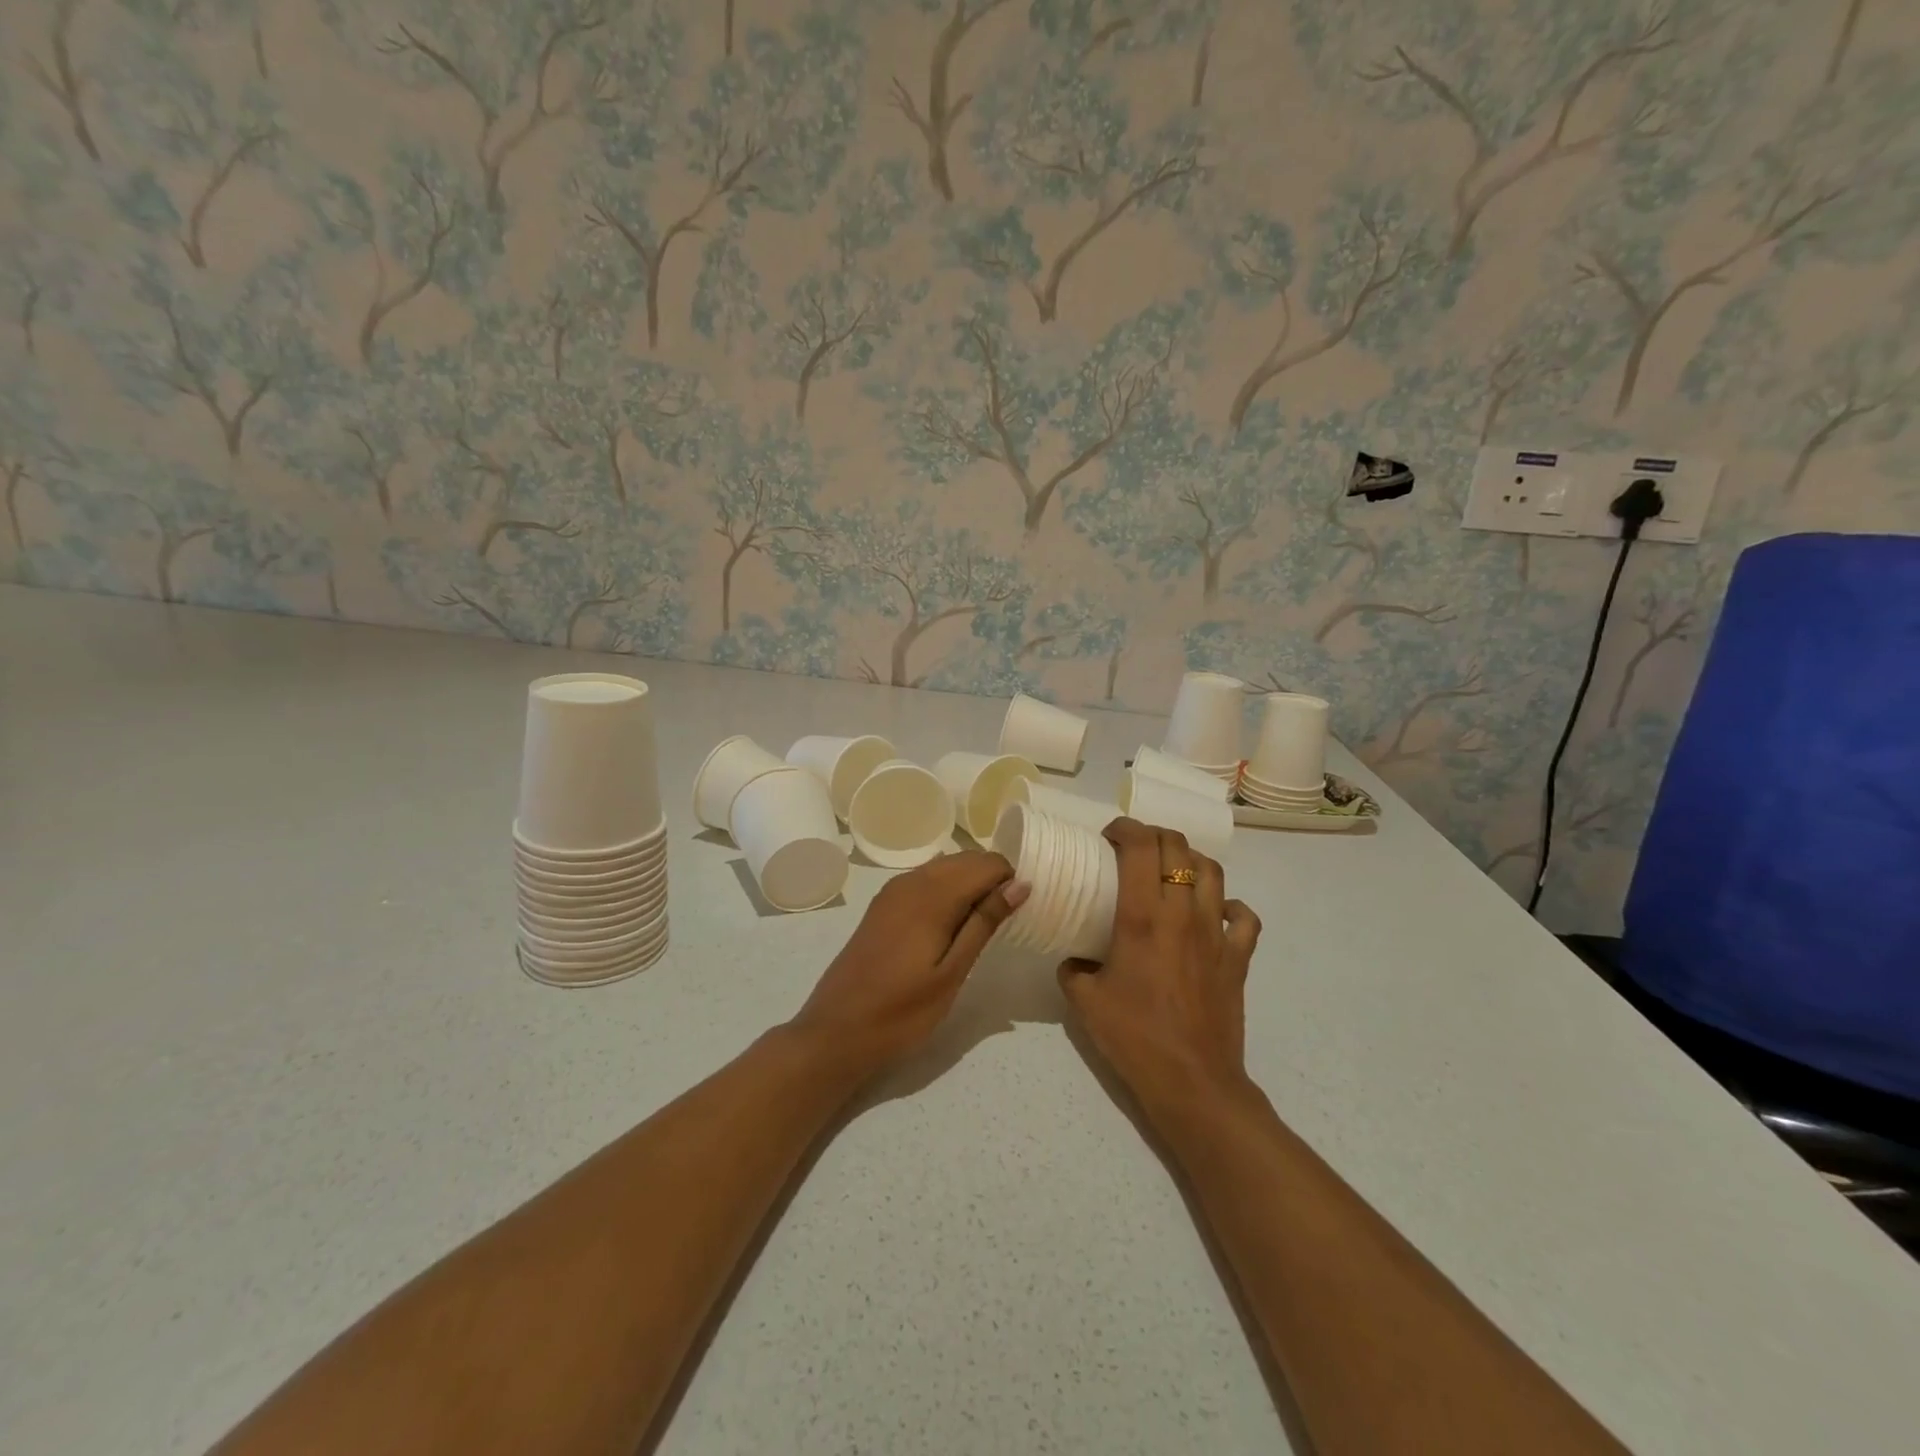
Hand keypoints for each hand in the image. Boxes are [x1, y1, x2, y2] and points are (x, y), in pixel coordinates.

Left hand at [790, 851, 1027, 1082]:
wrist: (836, 1031)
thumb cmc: (901, 1012)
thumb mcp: (952, 972)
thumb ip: (985, 923)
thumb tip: (1020, 884)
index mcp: (932, 895)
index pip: (987, 863)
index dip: (1011, 880)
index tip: (1023, 911)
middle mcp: (911, 881)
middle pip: (966, 859)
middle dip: (993, 880)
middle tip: (1007, 921)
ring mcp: (893, 891)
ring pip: (945, 867)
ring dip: (970, 884)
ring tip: (984, 925)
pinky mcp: (883, 904)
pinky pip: (926, 880)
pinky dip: (947, 890)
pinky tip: (953, 924)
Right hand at [1057, 817, 1260, 1124]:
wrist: (1192, 1082)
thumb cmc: (1134, 1037)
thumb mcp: (1084, 1000)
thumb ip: (1073, 967)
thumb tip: (1074, 957)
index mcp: (1143, 916)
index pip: (1140, 846)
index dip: (1124, 829)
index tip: (1107, 837)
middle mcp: (1183, 912)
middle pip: (1177, 847)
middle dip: (1153, 836)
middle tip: (1133, 849)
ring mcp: (1216, 933)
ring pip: (1212, 870)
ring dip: (1189, 860)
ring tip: (1170, 871)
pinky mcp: (1238, 957)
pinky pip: (1243, 916)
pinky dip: (1228, 905)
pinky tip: (1212, 913)